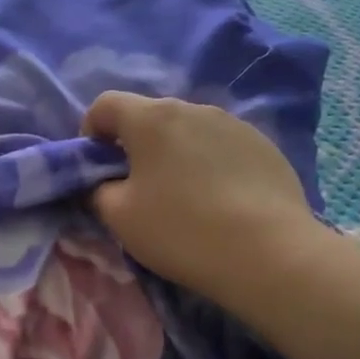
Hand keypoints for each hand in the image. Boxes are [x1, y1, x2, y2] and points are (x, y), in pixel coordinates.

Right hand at [82, 92, 326, 306]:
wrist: (268, 253)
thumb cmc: (180, 230)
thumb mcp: (118, 217)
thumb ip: (98, 190)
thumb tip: (104, 183)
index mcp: (151, 118)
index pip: (105, 105)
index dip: (91, 132)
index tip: (96, 168)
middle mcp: (193, 108)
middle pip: (149, 116)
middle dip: (134, 145)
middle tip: (136, 188)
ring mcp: (234, 124)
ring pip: (188, 131)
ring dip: (174, 154)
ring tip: (181, 197)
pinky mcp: (264, 145)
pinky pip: (221, 147)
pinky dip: (208, 165)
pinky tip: (218, 202)